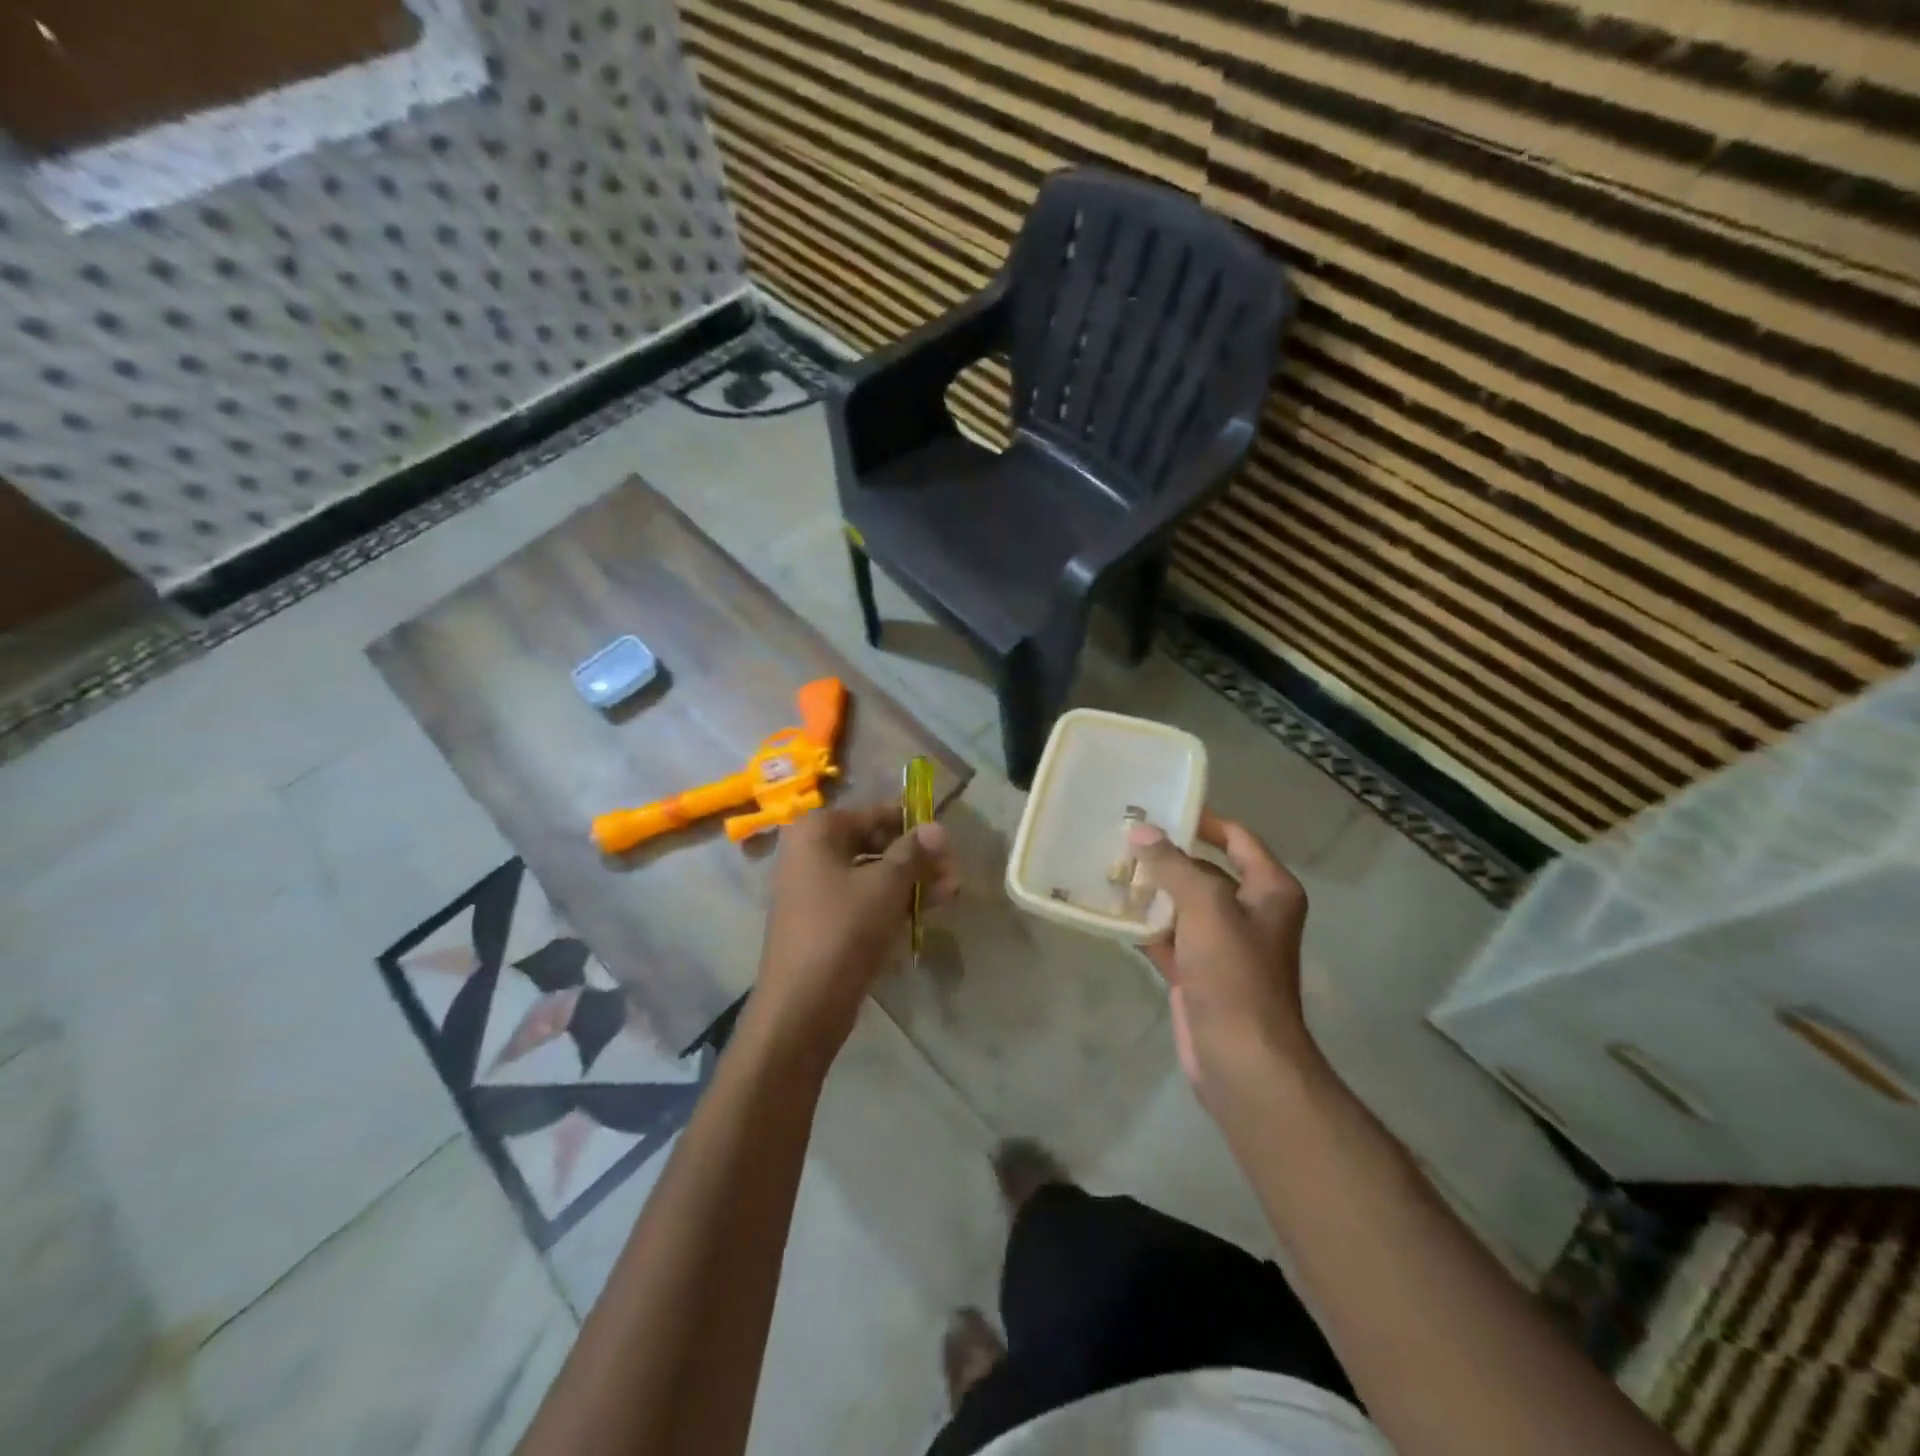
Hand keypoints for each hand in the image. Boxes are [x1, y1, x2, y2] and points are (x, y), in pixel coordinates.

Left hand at [753, 805, 957, 1058]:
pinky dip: (891, 903)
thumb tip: (939, 827)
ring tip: (950, 895)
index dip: (913, 825)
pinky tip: (924, 914)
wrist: (801, 1006)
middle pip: (874, 843)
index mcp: (817, 831)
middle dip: (916, 858)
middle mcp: (810, 852)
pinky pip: (862, 900)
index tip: (947, 842)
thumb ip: (914, 852)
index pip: (875, 813)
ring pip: (872, 875)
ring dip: (910, 882)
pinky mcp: (822, 921)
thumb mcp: (886, 886)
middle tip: (952, 875)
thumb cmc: (843, 930)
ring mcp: (813, 888)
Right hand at [1130, 811, 1317, 1108]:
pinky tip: (1111, 909)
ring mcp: (1222, 943)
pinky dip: (1145, 924)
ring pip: (1182, 903)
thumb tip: (1140, 832)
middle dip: (1167, 854)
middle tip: (1123, 834)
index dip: (1203, 819)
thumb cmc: (1234, 973)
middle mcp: (1250, 911)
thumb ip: (1173, 864)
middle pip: (1205, 869)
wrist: (1240, 1057)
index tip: (1162, 805)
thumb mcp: (1205, 907)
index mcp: (1269, 890)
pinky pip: (1168, 935)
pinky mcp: (1198, 971)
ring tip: (1109, 864)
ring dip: (1152, 888)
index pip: (1237, 838)